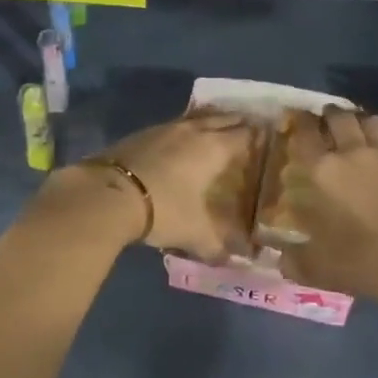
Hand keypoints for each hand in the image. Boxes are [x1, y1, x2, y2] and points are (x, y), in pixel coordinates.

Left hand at [40, 112, 260, 261]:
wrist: (107, 194)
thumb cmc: (162, 209)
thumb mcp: (194, 233)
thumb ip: (219, 245)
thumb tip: (239, 259)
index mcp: (213, 148)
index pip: (244, 135)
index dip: (259, 135)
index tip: (270, 136)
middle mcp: (193, 131)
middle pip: (223, 119)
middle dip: (238, 122)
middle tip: (251, 127)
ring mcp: (165, 128)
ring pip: (197, 118)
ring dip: (211, 120)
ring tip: (220, 127)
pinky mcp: (143, 133)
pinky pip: (175, 125)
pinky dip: (186, 129)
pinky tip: (182, 140)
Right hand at [278, 107, 377, 306]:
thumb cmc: (366, 262)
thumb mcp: (319, 269)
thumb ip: (294, 260)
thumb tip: (279, 258)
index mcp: (323, 172)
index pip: (304, 134)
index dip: (298, 123)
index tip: (294, 121)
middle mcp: (351, 152)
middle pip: (337, 117)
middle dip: (326, 116)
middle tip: (322, 124)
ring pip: (366, 119)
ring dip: (355, 119)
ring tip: (352, 128)